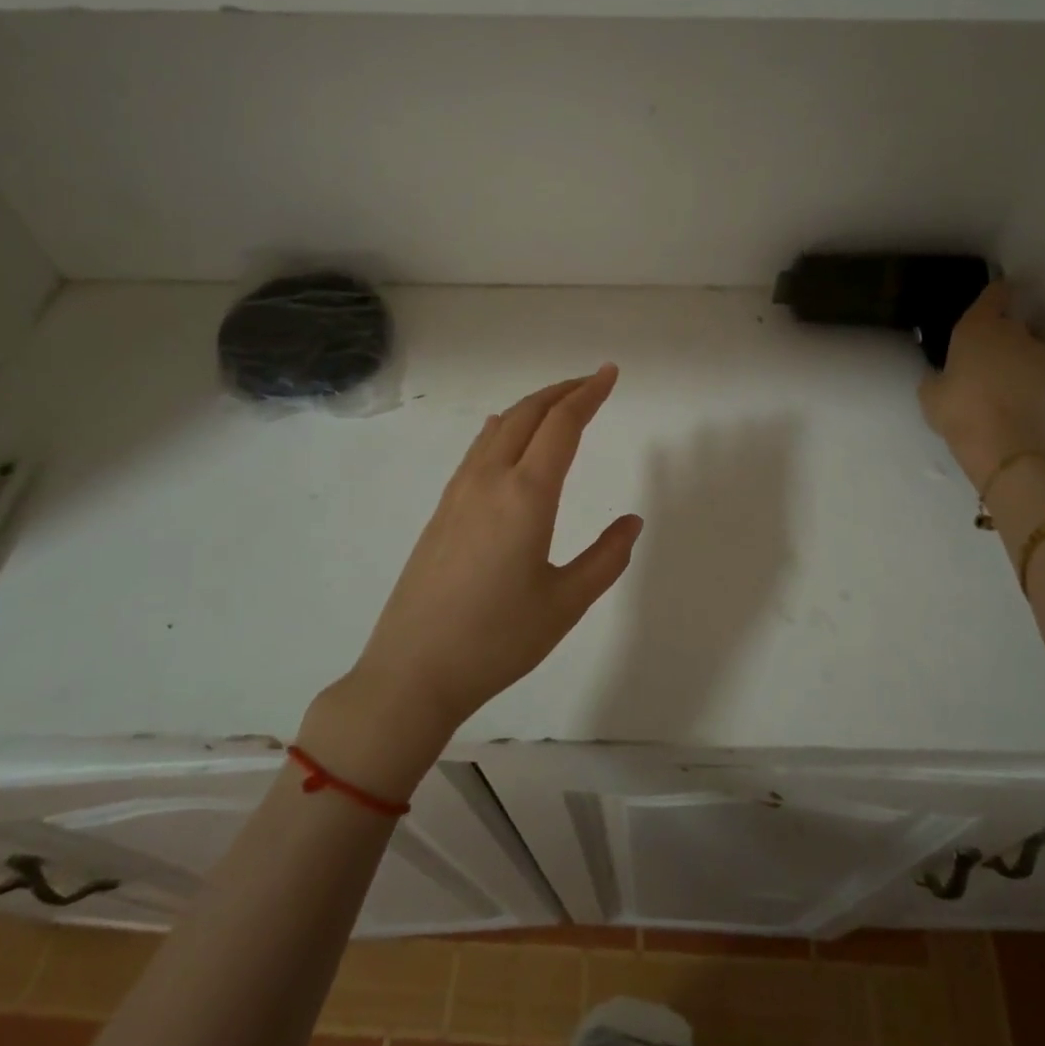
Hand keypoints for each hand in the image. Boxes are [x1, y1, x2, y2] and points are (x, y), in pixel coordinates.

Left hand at [340, 365, 642, 748]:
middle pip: (527, 414)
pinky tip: (504, 436)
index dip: (589, 394)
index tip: (610, 374)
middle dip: (562, 391)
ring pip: (499, 427)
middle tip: (592, 383)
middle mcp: (489, 480)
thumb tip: (631, 522)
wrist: (412, 671)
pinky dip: (504, 428)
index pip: (562, 425)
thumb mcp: (566, 603)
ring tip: (558, 405)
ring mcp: (458, 493)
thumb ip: (606, 558)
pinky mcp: (441, 510)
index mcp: (526, 495)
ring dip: (532, 407)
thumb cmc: (497, 639)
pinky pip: (478, 450)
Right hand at [919, 281, 1044, 489]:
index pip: (994, 294)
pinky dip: (1037, 380)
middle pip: (1012, 323)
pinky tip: (1024, 402)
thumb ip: (937, 375)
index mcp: (978, 328)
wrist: (1010, 449)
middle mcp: (1015, 332)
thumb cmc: (960, 414)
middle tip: (986, 362)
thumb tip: (944, 373)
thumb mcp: (930, 395)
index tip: (990, 304)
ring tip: (1006, 387)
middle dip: (1002, 337)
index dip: (993, 296)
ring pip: (1030, 348)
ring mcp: (1043, 353)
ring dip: (1020, 360)